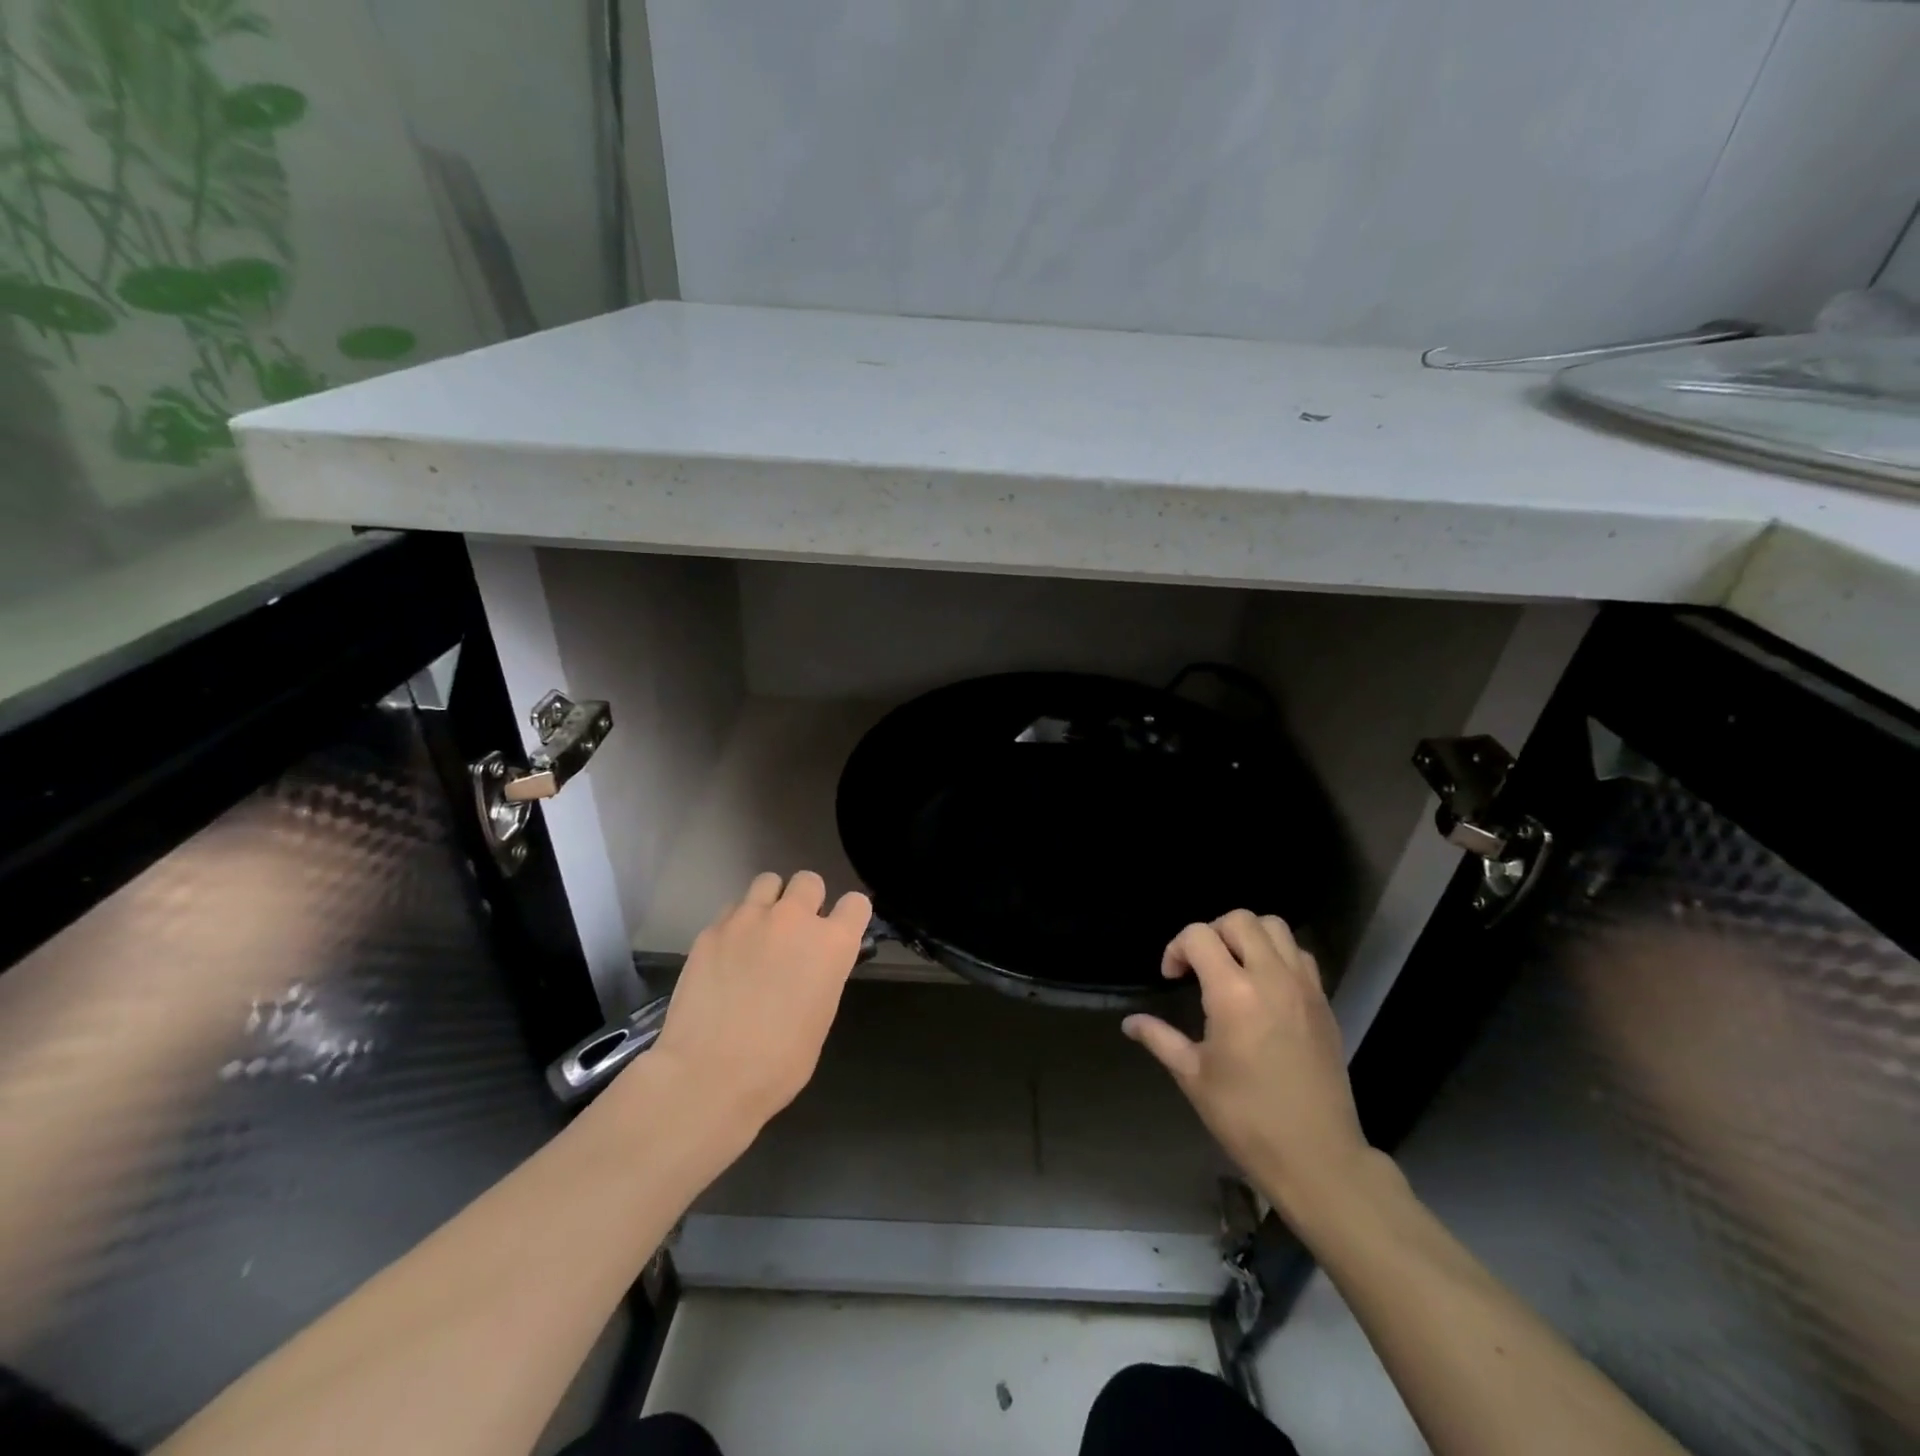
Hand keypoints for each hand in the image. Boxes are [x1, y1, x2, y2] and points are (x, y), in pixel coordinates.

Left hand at [644, 871, 870, 1139]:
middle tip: (795, 931)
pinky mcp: (712, 929)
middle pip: (809, 880)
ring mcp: (749, 919)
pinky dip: (735, 924)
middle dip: (806, 900)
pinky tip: (726, 954)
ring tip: (758, 932)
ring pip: (767, 882)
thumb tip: (811, 968)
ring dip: (770, 902)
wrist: (709, 1075)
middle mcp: (794, 919)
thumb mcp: (820, 1017)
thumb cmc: (779, 1063)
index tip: (839, 931)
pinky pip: (731, 910)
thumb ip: (822, 976)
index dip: (848, 916)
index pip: (856, 903)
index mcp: (832, 944)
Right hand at [1124, 911, 1375, 1226]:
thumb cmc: (1246, 1118)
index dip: (1176, 948)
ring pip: (1275, 927)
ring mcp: (1304, 987)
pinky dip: (1277, 954)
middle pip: (1239, 920)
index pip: (1199, 935)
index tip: (1171, 977)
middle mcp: (1271, 977)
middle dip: (1211, 932)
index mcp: (1233, 993)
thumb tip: (1130, 1022)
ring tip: (1234, 967)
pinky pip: (1299, 954)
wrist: (1317, 1157)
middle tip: (1200, 966)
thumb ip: (1160, 1038)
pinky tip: (1264, 987)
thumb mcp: (1193, 1077)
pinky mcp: (1324, 1002)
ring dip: (1248, 936)